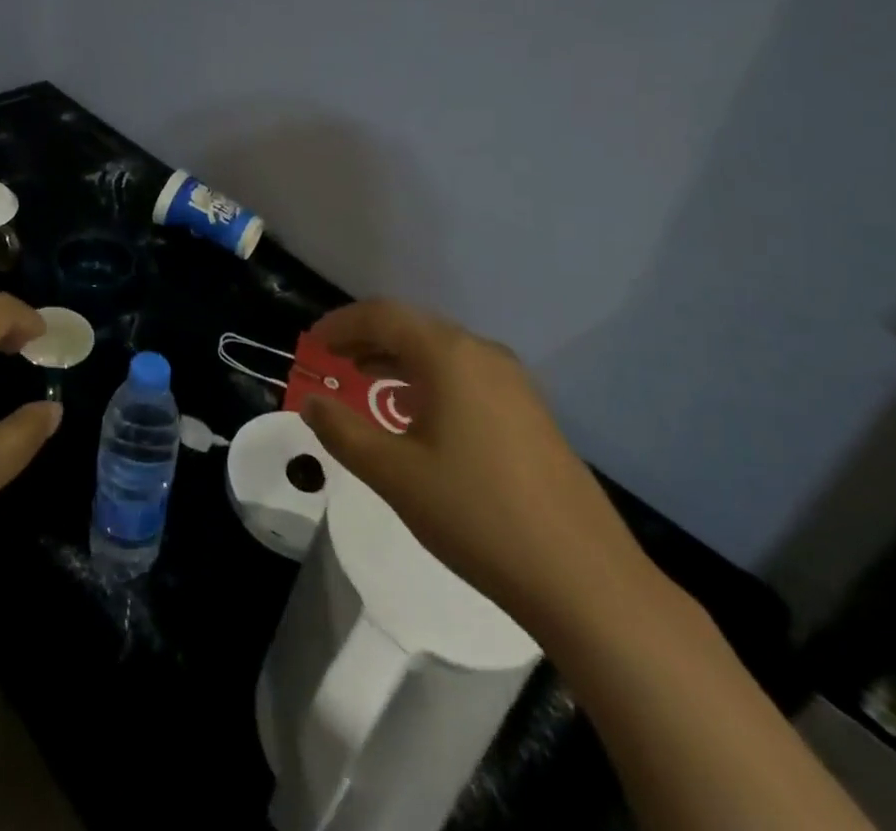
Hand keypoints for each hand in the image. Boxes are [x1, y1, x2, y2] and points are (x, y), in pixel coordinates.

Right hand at [298, 300, 653, 639]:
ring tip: (362, 382)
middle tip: (330, 362)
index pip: (382, 315)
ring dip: (395, 359)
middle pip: (411, 326)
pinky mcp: (529, 412)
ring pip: (439, 351)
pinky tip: (414, 413)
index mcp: (449, 355)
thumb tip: (312, 402)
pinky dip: (426, 379)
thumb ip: (343, 431)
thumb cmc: (477, 515)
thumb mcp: (394, 474)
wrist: (584, 580)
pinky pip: (464, 374)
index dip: (339, 325)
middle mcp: (483, 353)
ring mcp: (513, 382)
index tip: (310, 346)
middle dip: (365, 339)